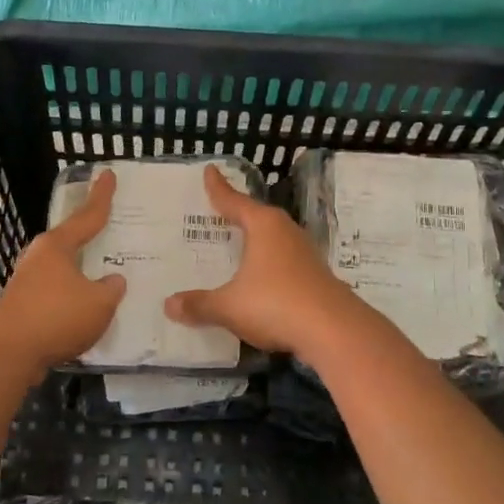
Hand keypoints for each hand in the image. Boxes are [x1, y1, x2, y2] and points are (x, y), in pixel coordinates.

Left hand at [0, 169, 125, 372]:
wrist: (5, 353)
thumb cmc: (56, 316)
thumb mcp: (99, 303)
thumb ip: (111, 289)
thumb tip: (112, 281)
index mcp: (57, 246)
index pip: (87, 216)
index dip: (101, 197)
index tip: (108, 174)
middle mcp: (38, 259)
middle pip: (68, 243)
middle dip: (86, 240)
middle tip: (106, 232)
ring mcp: (26, 284)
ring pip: (60, 273)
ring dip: (78, 277)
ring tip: (100, 282)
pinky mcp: (21, 309)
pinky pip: (54, 298)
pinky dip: (70, 303)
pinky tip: (82, 316)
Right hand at [163, 163, 364, 361]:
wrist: (335, 332)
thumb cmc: (275, 304)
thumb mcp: (229, 306)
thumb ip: (200, 304)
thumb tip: (169, 305)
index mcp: (264, 226)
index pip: (235, 201)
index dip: (219, 188)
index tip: (210, 170)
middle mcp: (286, 232)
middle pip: (258, 216)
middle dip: (240, 213)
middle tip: (220, 210)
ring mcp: (305, 254)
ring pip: (274, 239)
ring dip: (257, 241)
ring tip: (240, 243)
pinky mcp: (316, 277)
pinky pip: (284, 262)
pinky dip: (269, 264)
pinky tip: (262, 277)